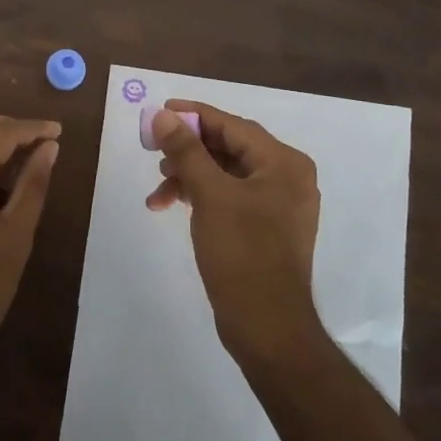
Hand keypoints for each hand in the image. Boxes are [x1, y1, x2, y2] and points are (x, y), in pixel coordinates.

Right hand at [147, 101, 323, 363]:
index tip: (159, 113)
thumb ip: (186, 151)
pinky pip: (229, 197)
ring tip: (158, 190)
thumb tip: (162, 115)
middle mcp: (287, 177)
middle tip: (153, 152)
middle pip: (229, 148)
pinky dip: (201, 197)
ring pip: (225, 174)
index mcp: (283, 163)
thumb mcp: (209, 195)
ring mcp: (278, 204)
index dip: (194, 116)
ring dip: (189, 176)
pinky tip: (171, 206)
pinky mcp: (265, 228)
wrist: (267, 327)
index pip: (232, 125)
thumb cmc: (242, 253)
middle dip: (188, 151)